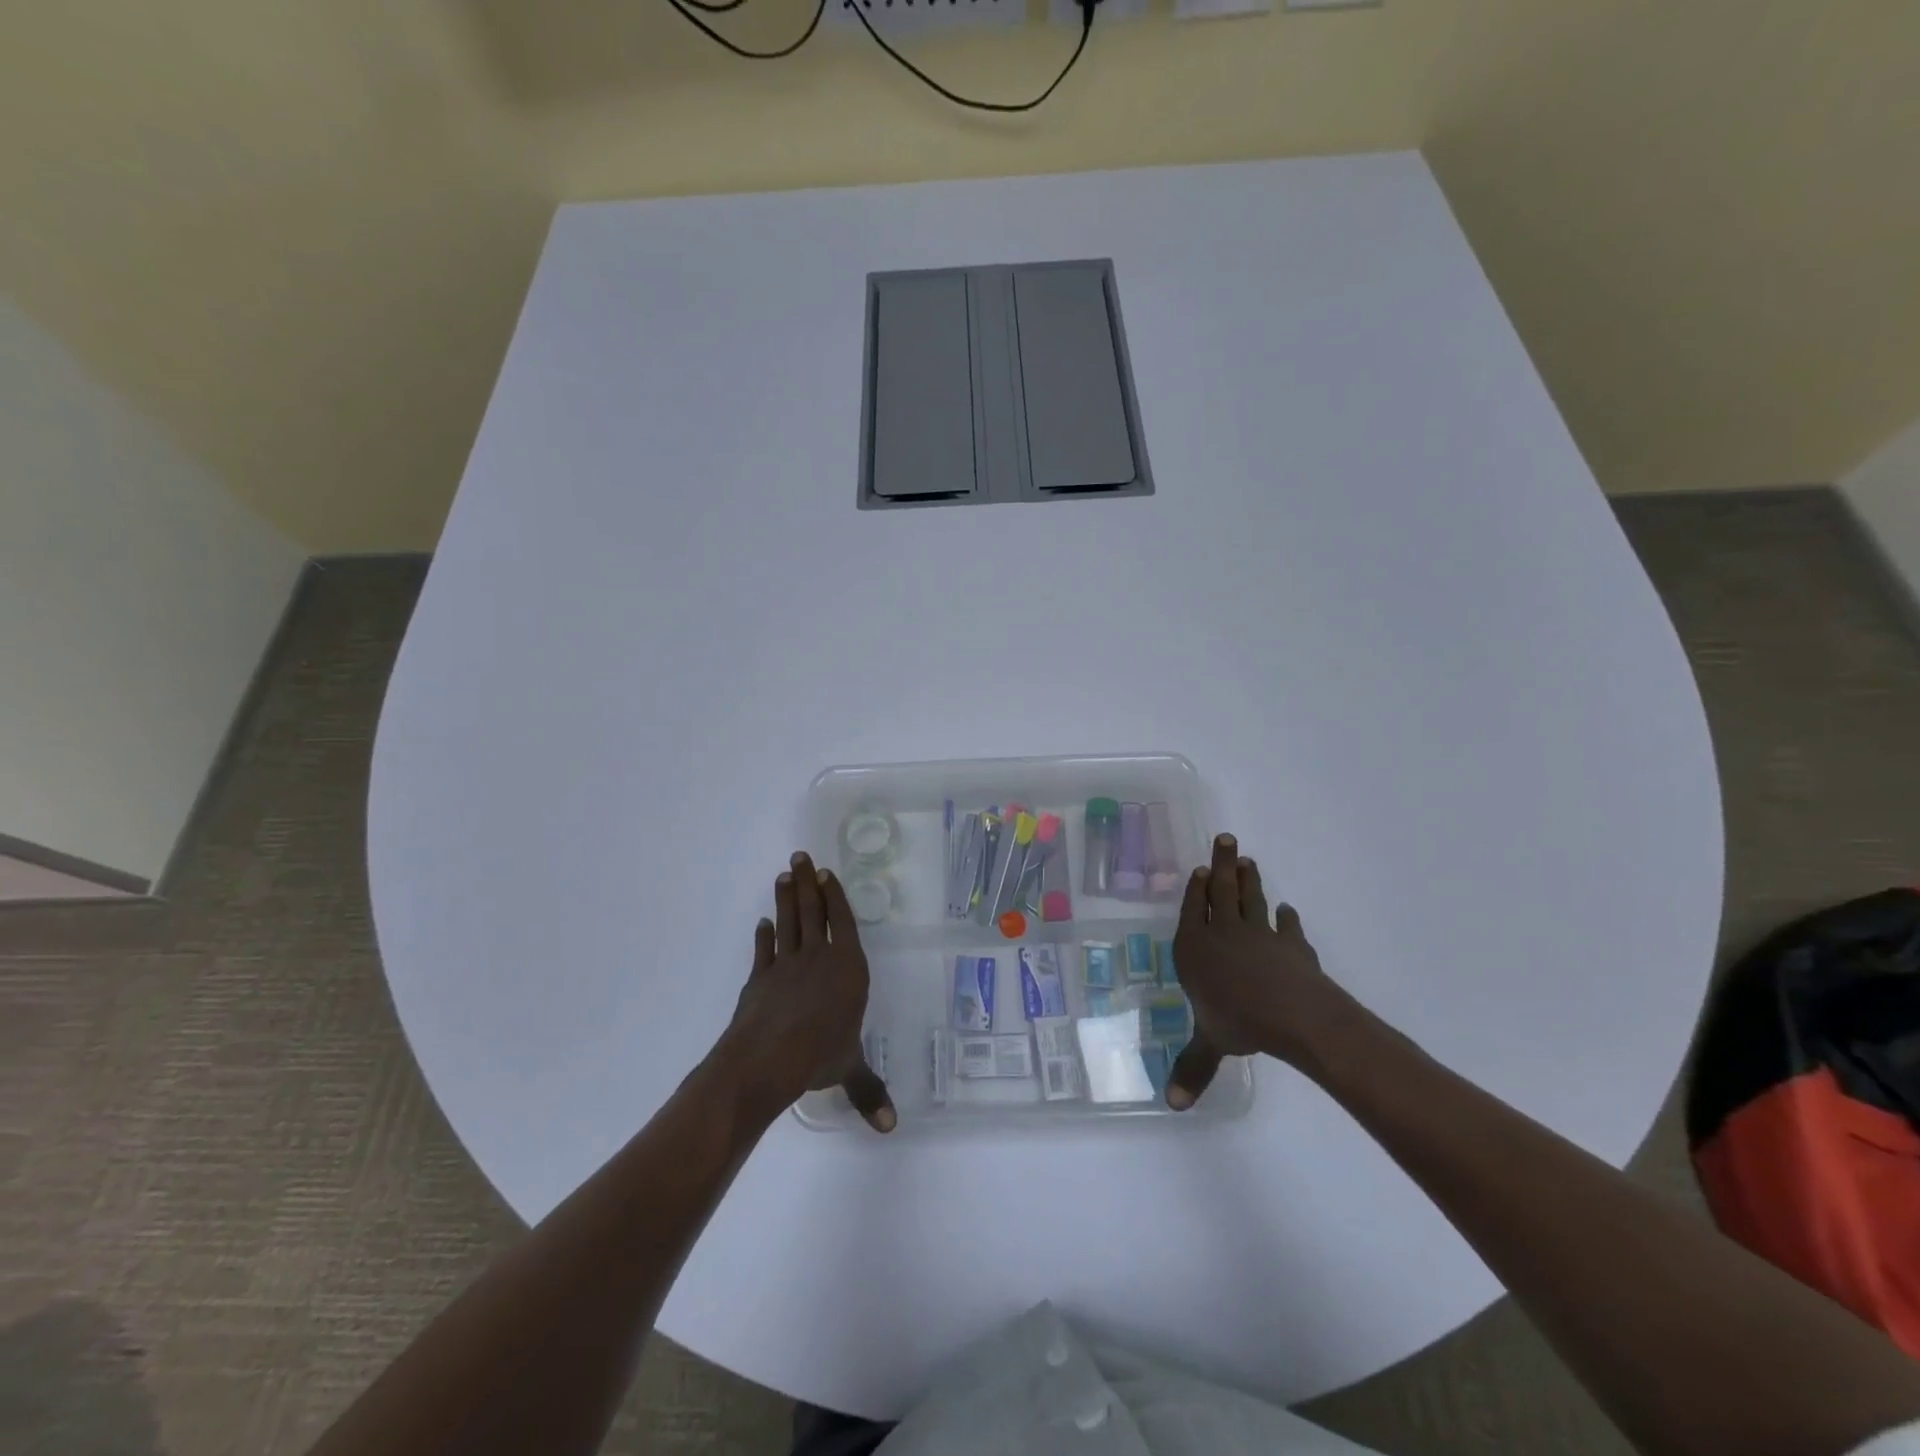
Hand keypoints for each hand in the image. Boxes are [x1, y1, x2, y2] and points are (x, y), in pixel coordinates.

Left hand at [715, 852, 895, 1132]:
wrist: (766, 1058)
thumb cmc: (819, 1055)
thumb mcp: (849, 1069)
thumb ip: (869, 1091)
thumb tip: (890, 1127)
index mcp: (847, 969)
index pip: (844, 923)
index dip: (835, 897)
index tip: (826, 874)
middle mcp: (819, 958)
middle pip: (814, 912)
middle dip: (808, 883)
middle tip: (800, 857)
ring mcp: (785, 965)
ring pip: (788, 922)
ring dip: (785, 898)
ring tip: (783, 874)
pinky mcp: (759, 979)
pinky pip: (764, 950)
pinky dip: (763, 935)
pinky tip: (763, 923)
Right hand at [1165, 834, 1347, 1109]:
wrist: (1295, 1014)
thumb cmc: (1239, 1022)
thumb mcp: (1210, 1044)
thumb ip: (1192, 1068)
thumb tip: (1172, 1106)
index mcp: (1196, 948)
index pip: (1192, 911)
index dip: (1196, 890)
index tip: (1201, 869)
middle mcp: (1224, 933)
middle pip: (1221, 892)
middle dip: (1222, 866)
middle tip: (1226, 838)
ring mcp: (1260, 934)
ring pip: (1250, 899)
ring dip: (1250, 879)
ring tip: (1248, 859)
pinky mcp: (1292, 945)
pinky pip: (1287, 926)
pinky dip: (1286, 917)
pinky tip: (1286, 910)